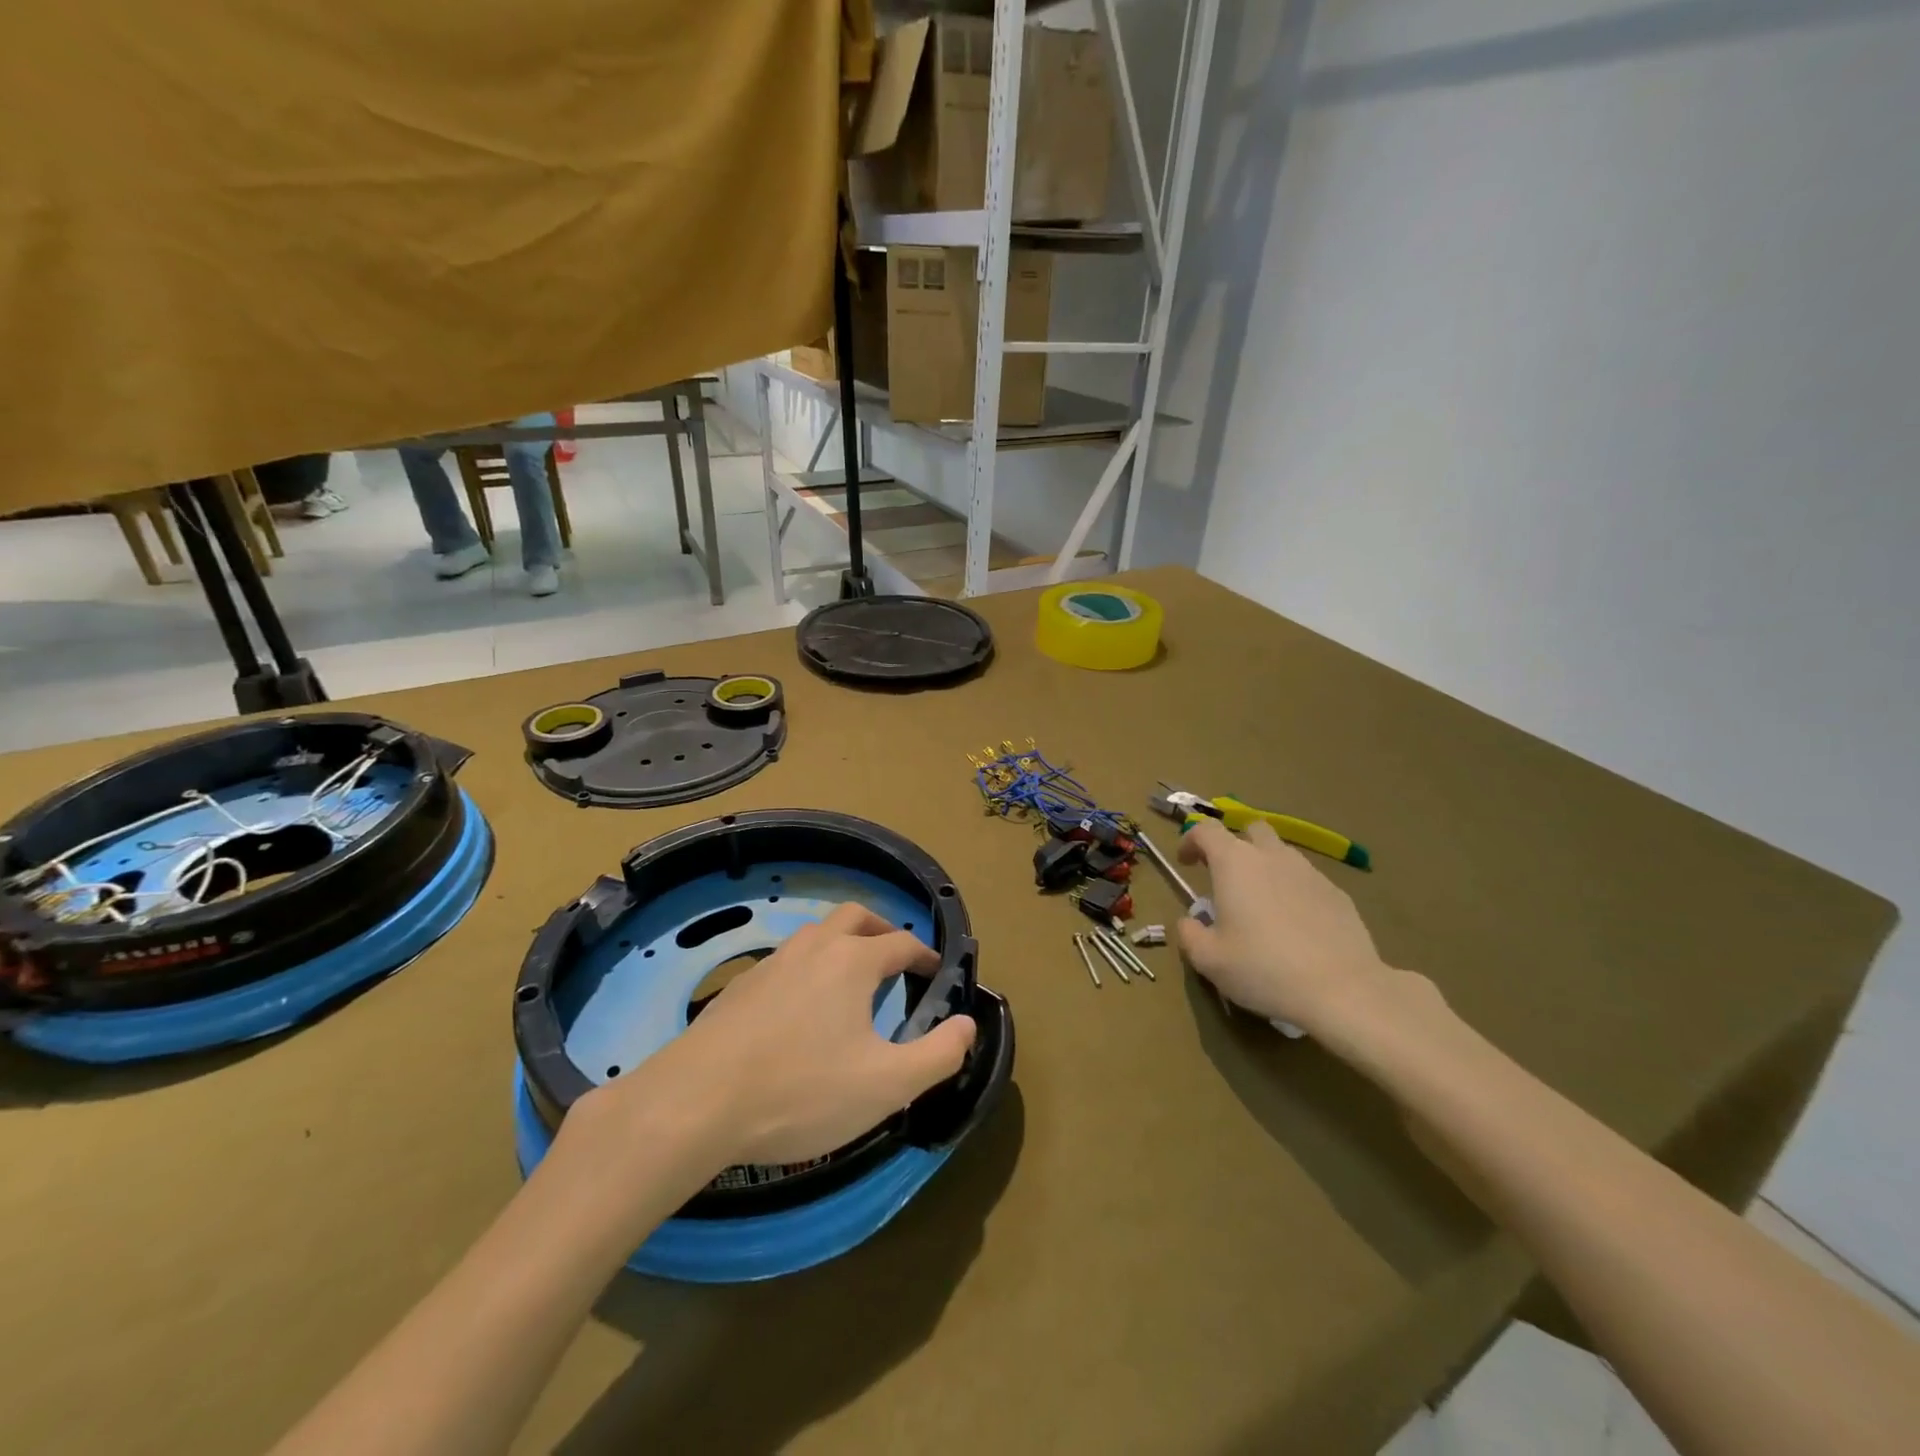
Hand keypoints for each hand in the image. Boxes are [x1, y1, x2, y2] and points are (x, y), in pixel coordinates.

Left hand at [597, 903, 976, 1168]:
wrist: (694, 1103)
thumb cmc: (800, 1092)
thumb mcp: (886, 1086)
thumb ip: (938, 1055)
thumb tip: (968, 1024)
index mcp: (852, 961)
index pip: (901, 943)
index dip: (925, 956)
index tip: (935, 974)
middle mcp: (813, 948)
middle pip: (854, 917)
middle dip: (881, 930)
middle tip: (895, 960)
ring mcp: (771, 963)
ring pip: (816, 935)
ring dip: (841, 945)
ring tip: (851, 984)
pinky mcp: (740, 986)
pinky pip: (786, 961)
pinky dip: (807, 969)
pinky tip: (800, 1011)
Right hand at [1176, 819, 1398, 1028]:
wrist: (1342, 989)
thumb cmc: (1263, 968)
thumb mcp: (1208, 959)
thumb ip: (1189, 934)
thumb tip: (1190, 922)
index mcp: (1234, 863)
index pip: (1206, 830)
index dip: (1191, 840)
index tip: (1186, 862)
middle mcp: (1272, 856)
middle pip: (1251, 829)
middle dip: (1235, 844)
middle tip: (1226, 876)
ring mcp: (1309, 872)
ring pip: (1282, 854)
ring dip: (1266, 867)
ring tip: (1261, 904)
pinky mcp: (1338, 893)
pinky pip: (1307, 880)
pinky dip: (1293, 891)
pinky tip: (1295, 925)